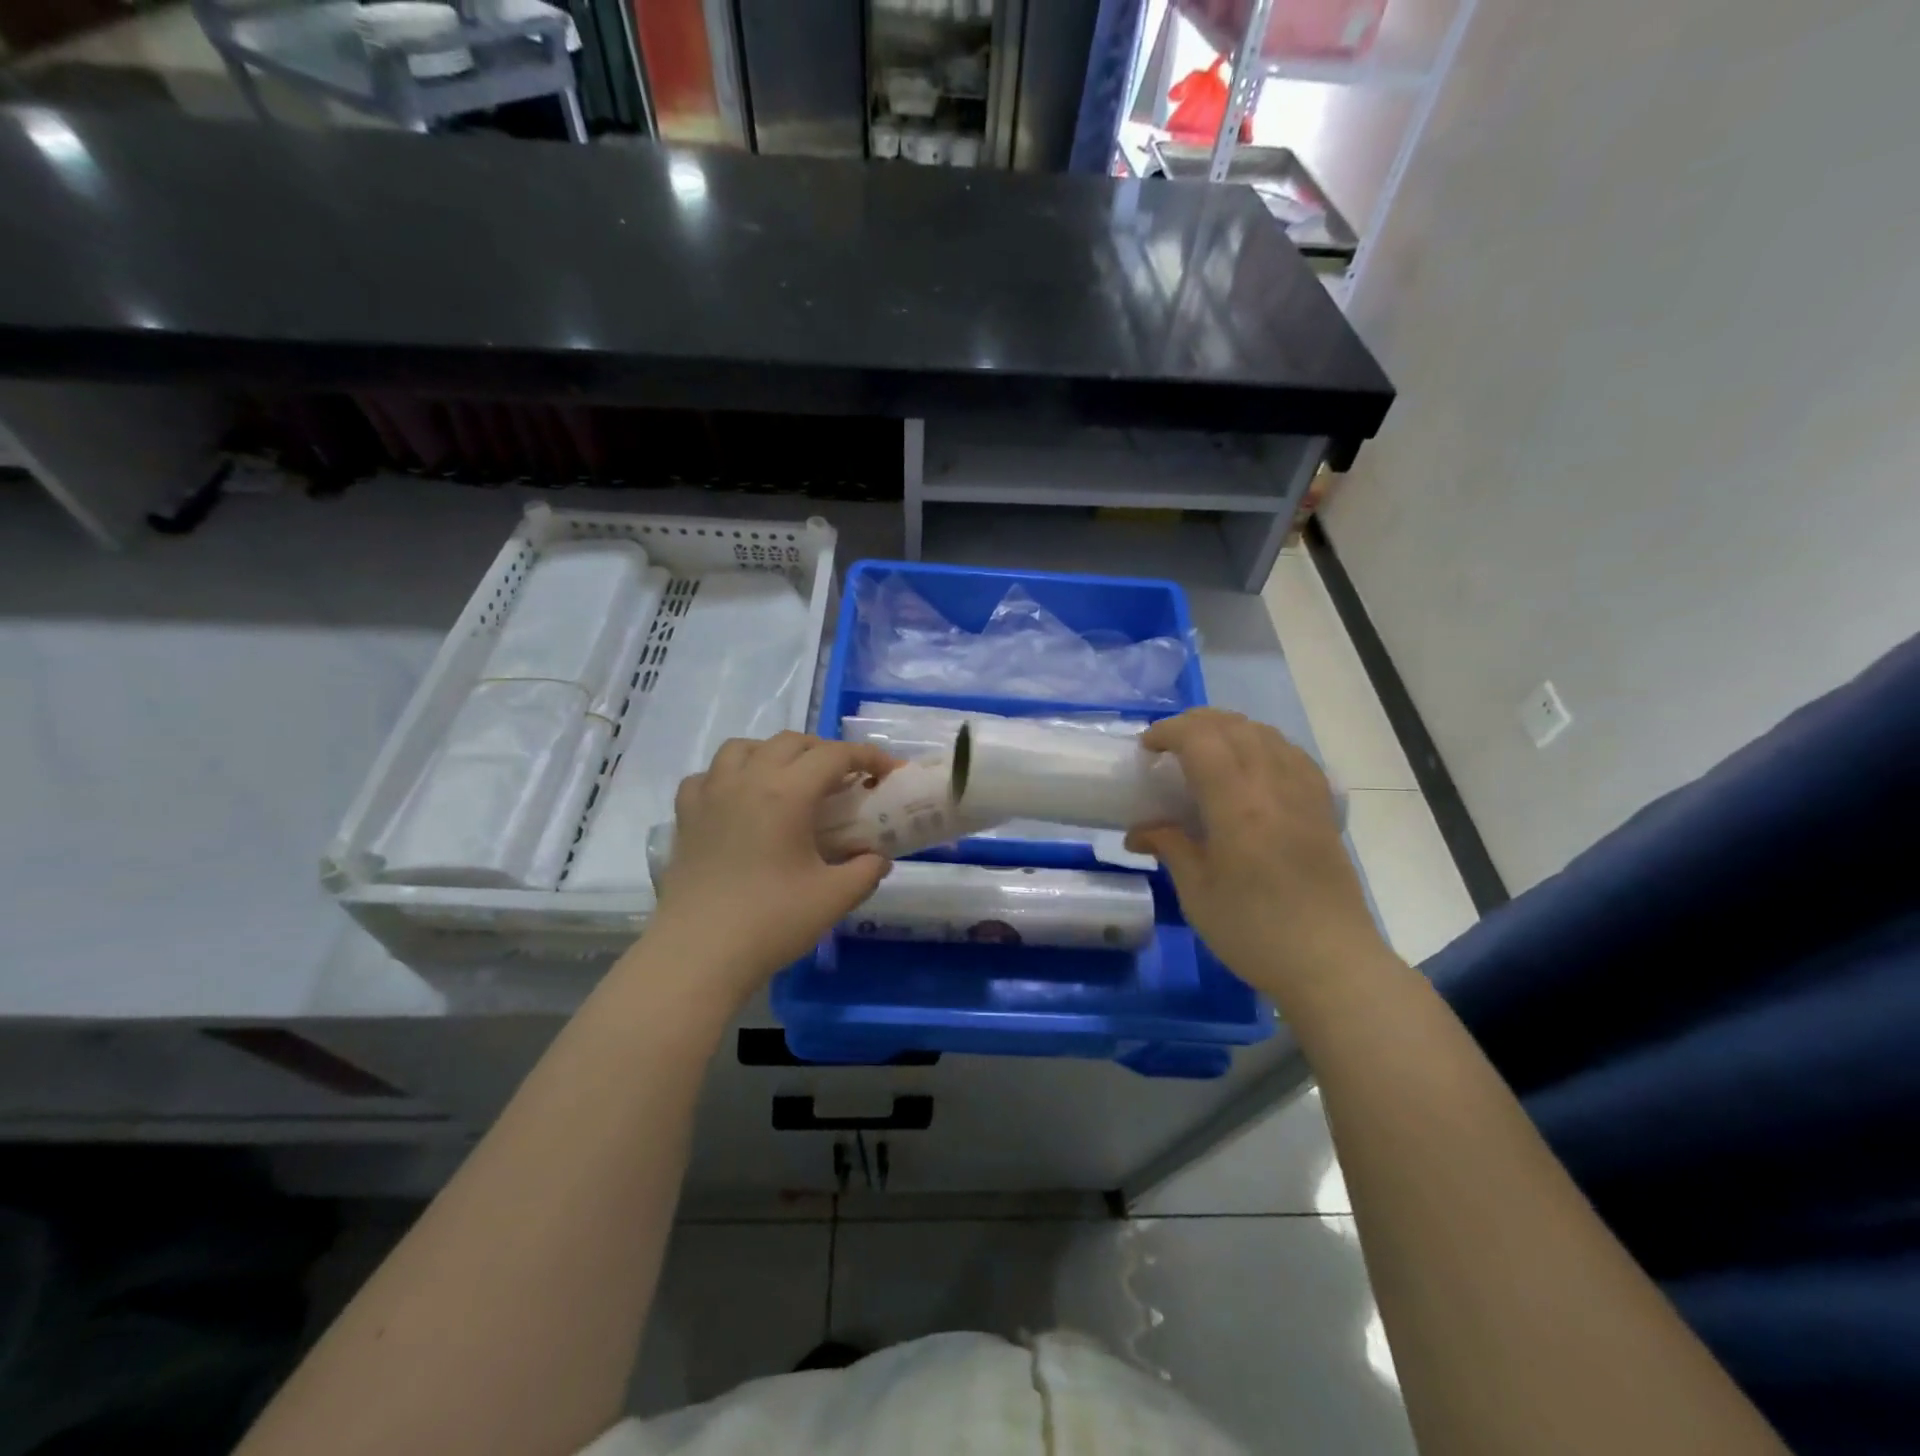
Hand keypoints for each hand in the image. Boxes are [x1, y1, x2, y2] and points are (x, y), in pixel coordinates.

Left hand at [644, 733, 897, 1003]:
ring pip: (743, 747)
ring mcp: (710, 795)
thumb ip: (866, 870)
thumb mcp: (834, 898)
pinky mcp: (686, 817)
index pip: (835, 755)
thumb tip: (878, 858)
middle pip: (791, 742)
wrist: (698, 955)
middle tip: (845, 780)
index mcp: (787, 792)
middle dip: (825, 752)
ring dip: (774, 753)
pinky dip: (729, 776)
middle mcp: (747, 780)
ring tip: (790, 780)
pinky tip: (739, 799)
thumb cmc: (771, 922)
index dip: (867, 756)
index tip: (888, 772)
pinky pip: (707, 776)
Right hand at [1125, 709, 1388, 1002]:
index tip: (1146, 747)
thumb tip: (1139, 832)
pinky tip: (1252, 766)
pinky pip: (1292, 754)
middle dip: (1194, 723)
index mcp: (1238, 806)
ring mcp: (1304, 794)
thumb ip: (1170, 847)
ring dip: (1229, 729)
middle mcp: (1274, 787)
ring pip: (1266, 734)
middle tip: (1168, 745)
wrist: (1331, 963)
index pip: (1201, 740)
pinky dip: (1264, 745)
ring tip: (1205, 750)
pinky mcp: (1323, 808)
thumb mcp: (1197, 893)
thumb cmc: (1254, 931)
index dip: (1169, 732)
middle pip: (1234, 726)